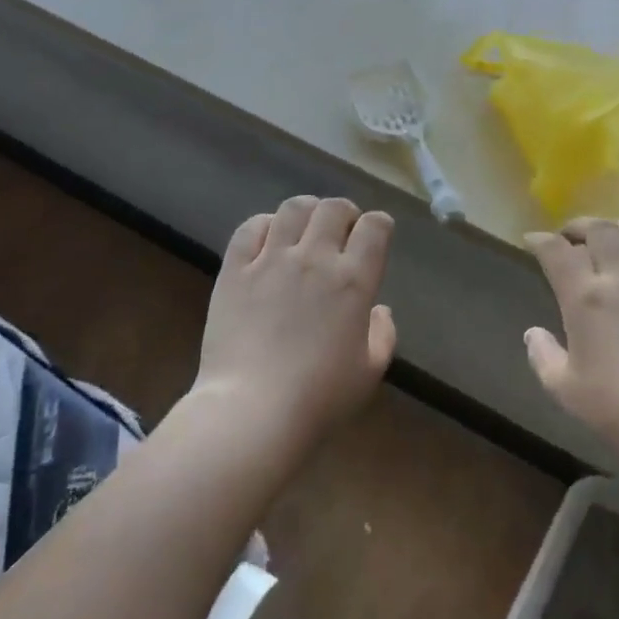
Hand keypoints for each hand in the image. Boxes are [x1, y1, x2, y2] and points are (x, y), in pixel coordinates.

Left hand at [196, 196, 396, 456]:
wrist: (253, 410)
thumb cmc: (319, 397)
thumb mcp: (370, 371)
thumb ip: (383, 334)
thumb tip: (379, 309)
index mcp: (354, 281)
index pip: (375, 227)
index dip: (379, 225)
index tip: (375, 236)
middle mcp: (315, 258)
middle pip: (335, 208)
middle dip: (345, 213)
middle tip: (341, 232)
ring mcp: (271, 260)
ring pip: (294, 208)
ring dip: (308, 212)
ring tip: (305, 230)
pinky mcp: (235, 270)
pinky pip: (251, 228)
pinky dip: (265, 225)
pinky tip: (269, 241)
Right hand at [525, 219, 618, 548]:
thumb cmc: (618, 411)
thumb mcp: (565, 389)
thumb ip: (543, 355)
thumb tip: (534, 333)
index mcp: (586, 297)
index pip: (557, 251)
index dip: (540, 240)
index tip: (531, 241)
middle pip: (600, 229)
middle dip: (578, 225)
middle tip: (569, 235)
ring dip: (617, 229)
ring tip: (609, 238)